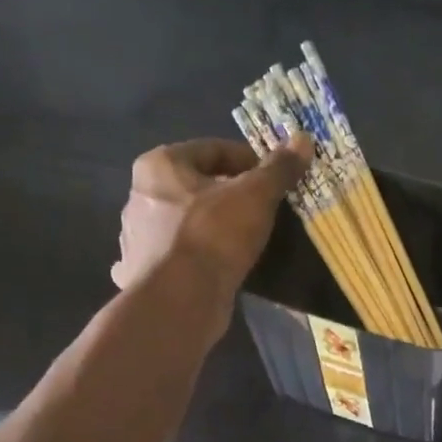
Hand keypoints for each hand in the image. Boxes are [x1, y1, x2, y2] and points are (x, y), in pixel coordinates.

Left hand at [111, 136, 311, 296]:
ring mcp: (138, 238)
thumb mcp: (255, 196)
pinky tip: (214, 267)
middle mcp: (140, 196)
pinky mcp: (142, 273)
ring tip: (245, 241)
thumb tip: (303, 139)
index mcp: (160, 166)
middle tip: (264, 210)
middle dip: (230, 195)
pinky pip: (177, 256)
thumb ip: (278, 168)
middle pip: (198, 186)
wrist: (180, 301)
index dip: (250, 161)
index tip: (275, 179)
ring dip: (212, 227)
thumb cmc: (214, 236)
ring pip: (186, 223)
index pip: (213, 149)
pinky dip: (195, 258)